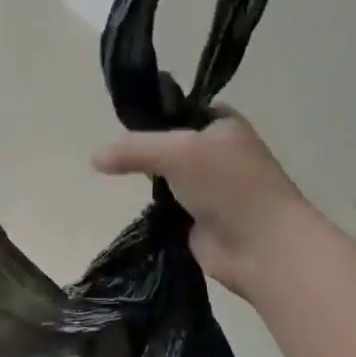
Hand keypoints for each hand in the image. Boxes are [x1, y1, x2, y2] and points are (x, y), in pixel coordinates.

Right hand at [93, 111, 311, 298]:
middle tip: (117, 155)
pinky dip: (154, 206)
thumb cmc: (228, 185)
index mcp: (222, 125)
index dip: (152, 115)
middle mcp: (218, 152)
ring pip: (166, 176)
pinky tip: (136, 205)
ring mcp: (209, 187)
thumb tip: (93, 158)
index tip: (120, 124)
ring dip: (149, 180)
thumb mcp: (176, 151)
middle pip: (168, 144)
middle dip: (145, 151)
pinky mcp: (199, 218)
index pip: (179, 110)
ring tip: (118, 178)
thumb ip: (133, 150)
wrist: (262, 246)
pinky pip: (167, 205)